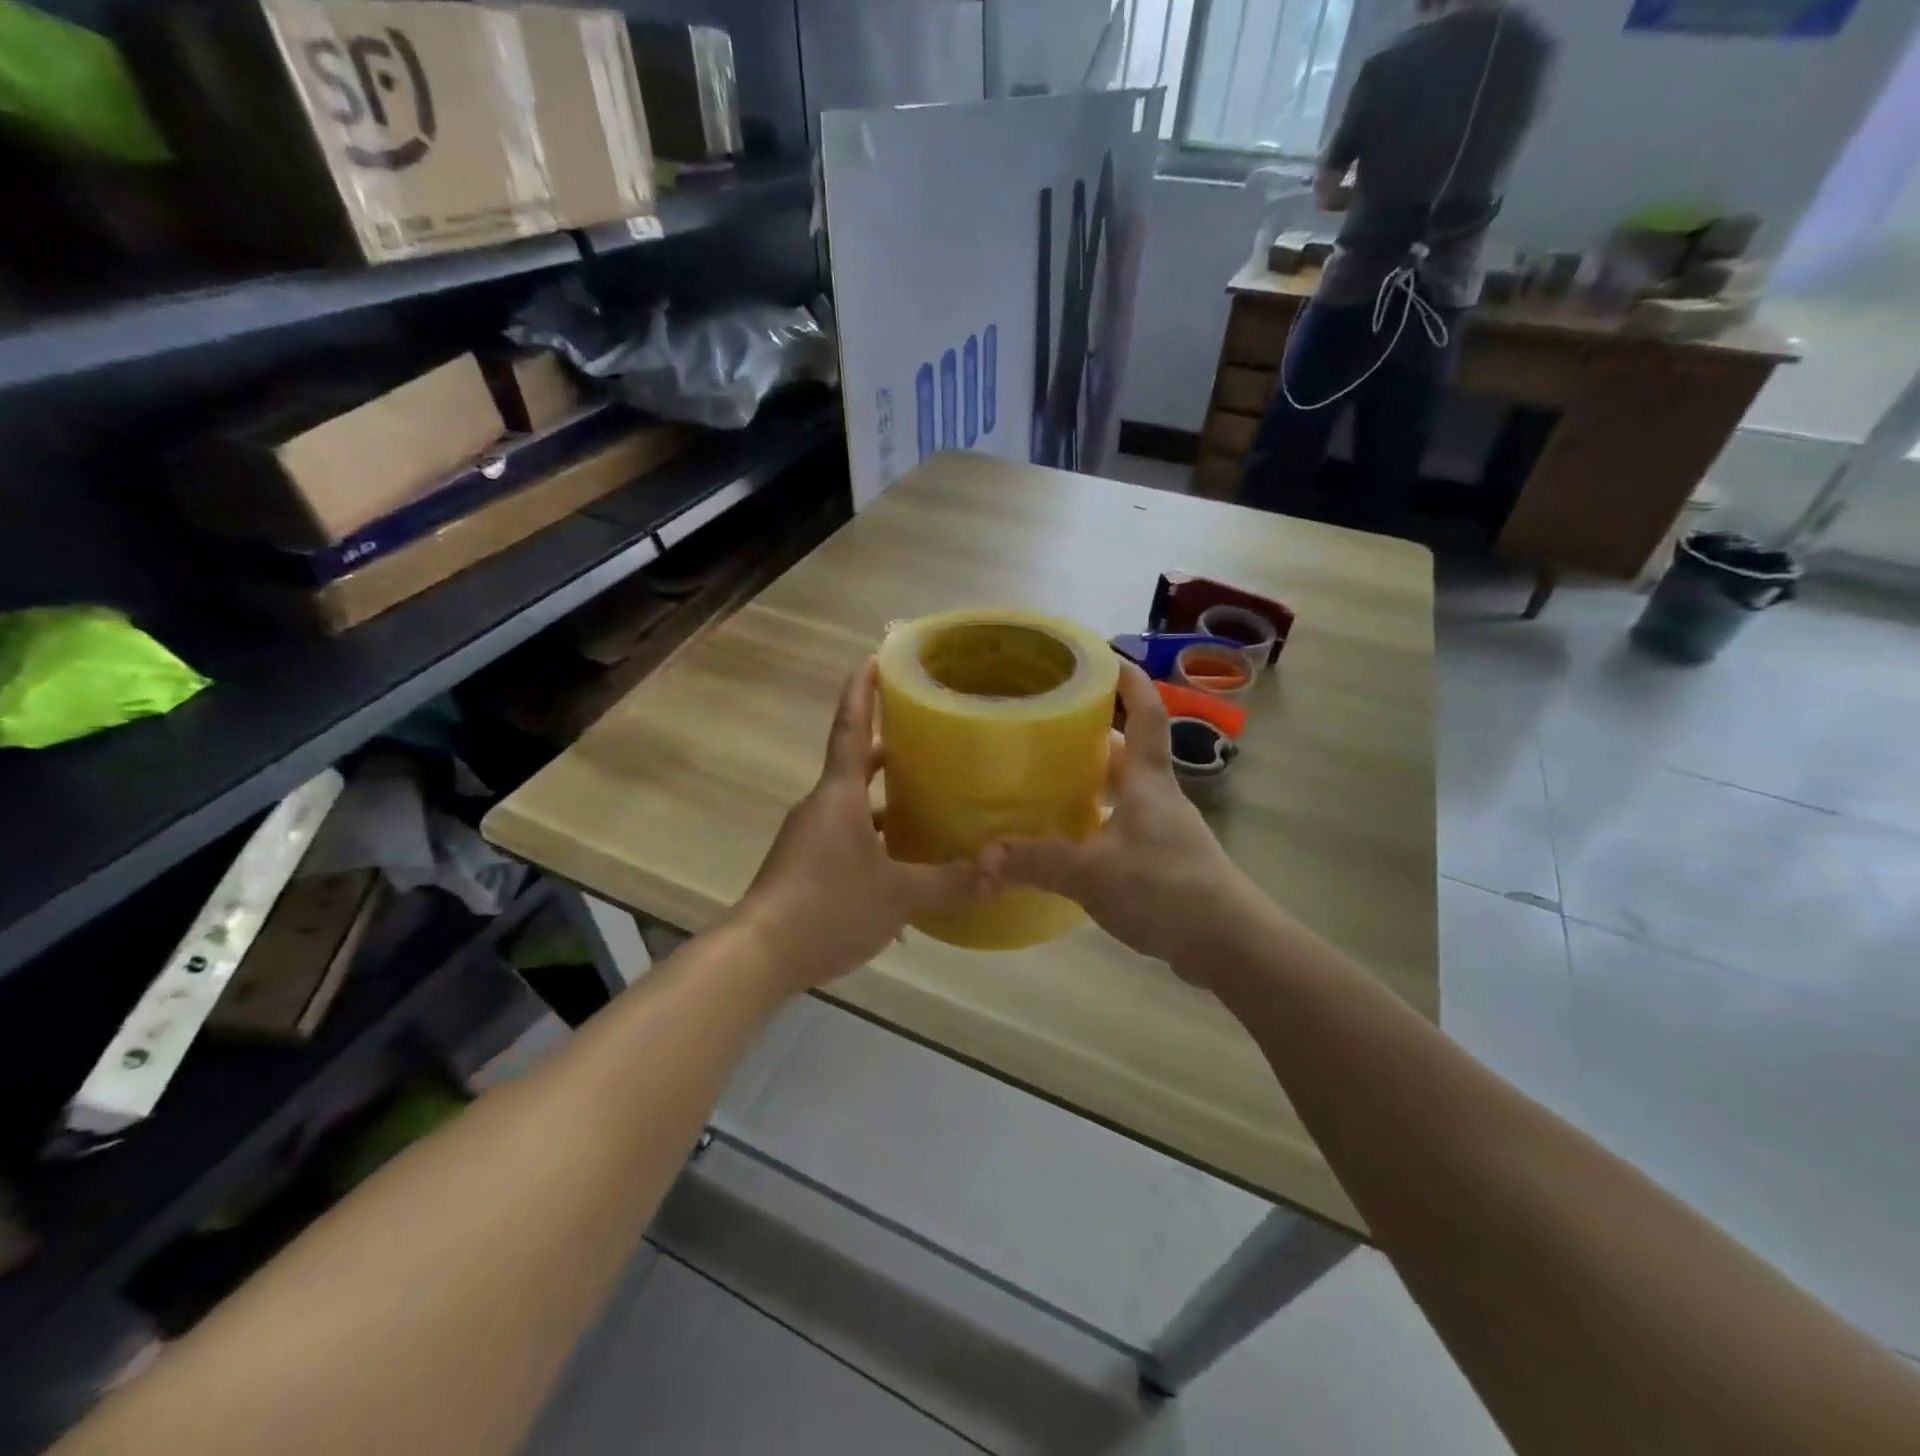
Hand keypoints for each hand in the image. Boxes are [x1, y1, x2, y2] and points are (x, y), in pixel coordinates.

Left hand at [736, 659, 993, 990]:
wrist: (758, 956)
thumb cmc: (827, 907)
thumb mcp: (898, 896)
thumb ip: (952, 883)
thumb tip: (1003, 872)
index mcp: (839, 795)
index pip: (851, 728)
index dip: (864, 692)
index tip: (875, 658)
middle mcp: (822, 806)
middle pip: (857, 762)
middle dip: (890, 744)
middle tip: (929, 730)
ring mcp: (810, 837)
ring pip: (855, 804)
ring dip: (886, 797)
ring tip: (930, 796)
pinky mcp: (806, 865)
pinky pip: (849, 837)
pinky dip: (877, 838)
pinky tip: (906, 865)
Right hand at [987, 662, 1249, 977]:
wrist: (1229, 945)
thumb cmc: (1165, 889)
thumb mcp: (1093, 874)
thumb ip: (1038, 861)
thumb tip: (984, 855)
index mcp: (1149, 782)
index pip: (1147, 715)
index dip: (1131, 682)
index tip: (1107, 657)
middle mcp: (1159, 798)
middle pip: (1129, 753)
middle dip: (1095, 735)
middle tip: (1050, 727)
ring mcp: (1165, 831)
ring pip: (1126, 792)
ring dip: (1094, 782)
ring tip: (1049, 780)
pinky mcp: (1164, 863)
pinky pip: (1123, 827)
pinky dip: (1097, 822)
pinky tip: (1069, 840)